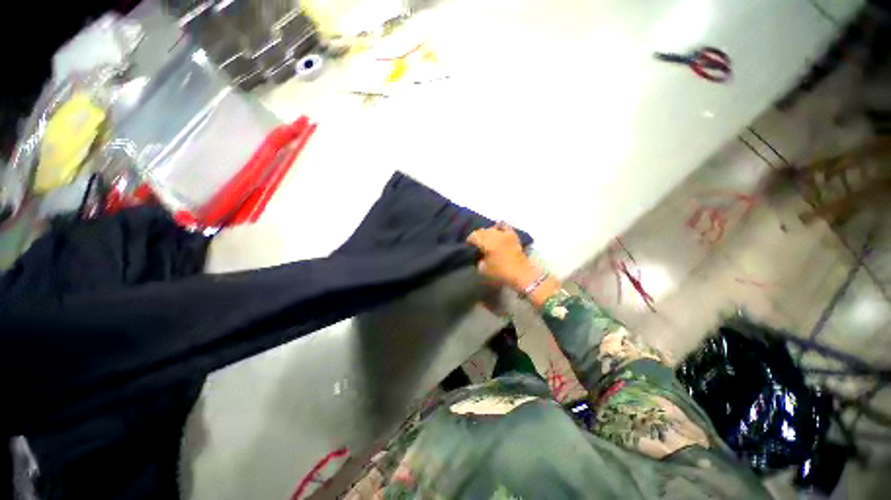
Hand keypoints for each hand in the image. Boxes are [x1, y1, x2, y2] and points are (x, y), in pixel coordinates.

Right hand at [466, 223, 539, 291]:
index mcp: (487, 242)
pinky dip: (499, 227)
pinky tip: (497, 230)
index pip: (474, 236)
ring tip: (486, 239)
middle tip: (475, 244)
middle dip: (477, 236)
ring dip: (487, 233)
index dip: (469, 240)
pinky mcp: (513, 236)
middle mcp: (495, 235)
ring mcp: (505, 234)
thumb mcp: (483, 270)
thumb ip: (478, 260)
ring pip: (492, 228)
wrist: (521, 275)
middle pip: (482, 231)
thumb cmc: (501, 273)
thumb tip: (479, 255)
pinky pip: (505, 226)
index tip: (467, 246)